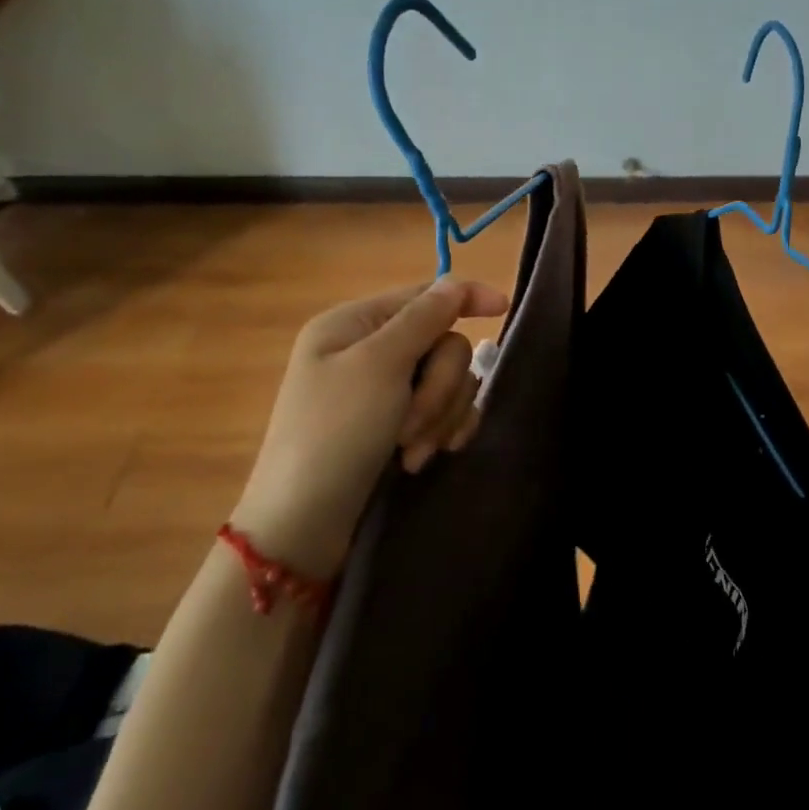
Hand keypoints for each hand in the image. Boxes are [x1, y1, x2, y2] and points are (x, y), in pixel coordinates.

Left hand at [232, 277, 508, 577]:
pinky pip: (444, 411)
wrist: (304, 526)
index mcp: (354, 324)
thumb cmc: (334, 434)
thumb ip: (423, 319)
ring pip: (448, 381)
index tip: (504, 308)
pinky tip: (429, 456)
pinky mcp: (397, 426)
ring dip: (439, 416)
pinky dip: (441, 431)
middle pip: (442, 344)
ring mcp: (384, 392)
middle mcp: (370, 351)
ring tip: (413, 453)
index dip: (465, 298)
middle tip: (412, 425)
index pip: (423, 295)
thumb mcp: (378, 367)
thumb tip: (455, 283)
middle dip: (438, 387)